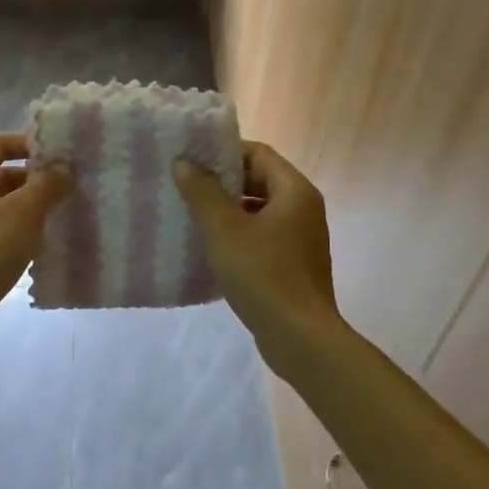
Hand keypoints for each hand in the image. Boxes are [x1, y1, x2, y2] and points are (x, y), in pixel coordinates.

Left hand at [0, 134, 70, 356]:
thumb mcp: (24, 212)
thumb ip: (48, 184)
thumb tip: (64, 168)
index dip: (29, 144)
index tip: (61, 157)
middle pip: (2, 173)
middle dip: (36, 179)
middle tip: (70, 188)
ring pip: (3, 205)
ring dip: (31, 208)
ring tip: (64, 215)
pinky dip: (21, 232)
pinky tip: (45, 245)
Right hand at [174, 141, 340, 366]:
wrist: (299, 336)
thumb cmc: (262, 275)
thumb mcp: (224, 230)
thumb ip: (202, 192)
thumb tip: (184, 163)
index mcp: (294, 191)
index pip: (258, 153)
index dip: (224, 152)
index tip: (192, 160)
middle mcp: (304, 208)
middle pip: (261, 180)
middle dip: (224, 182)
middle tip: (187, 186)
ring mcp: (302, 238)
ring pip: (261, 210)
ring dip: (229, 210)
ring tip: (193, 215)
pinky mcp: (295, 264)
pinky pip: (264, 236)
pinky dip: (240, 234)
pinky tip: (213, 248)